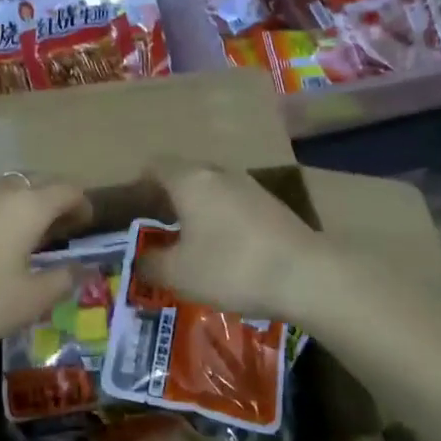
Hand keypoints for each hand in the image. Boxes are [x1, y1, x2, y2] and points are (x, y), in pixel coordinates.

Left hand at [0, 177, 90, 351]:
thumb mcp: (28, 301)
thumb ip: (61, 280)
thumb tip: (81, 268)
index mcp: (27, 205)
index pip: (66, 190)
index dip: (81, 204)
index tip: (86, 223)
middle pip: (34, 183)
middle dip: (51, 201)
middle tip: (58, 229)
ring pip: (2, 190)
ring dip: (19, 206)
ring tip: (22, 235)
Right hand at [141, 160, 330, 315]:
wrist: (306, 275)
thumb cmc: (230, 268)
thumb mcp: (179, 275)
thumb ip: (152, 264)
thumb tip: (140, 260)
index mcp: (190, 181)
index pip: (157, 165)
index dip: (141, 182)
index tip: (134, 205)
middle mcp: (219, 174)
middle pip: (187, 174)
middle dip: (170, 195)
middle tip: (158, 224)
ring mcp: (251, 187)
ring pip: (214, 189)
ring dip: (200, 208)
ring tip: (191, 239)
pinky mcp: (274, 206)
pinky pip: (236, 204)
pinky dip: (224, 219)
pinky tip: (226, 249)